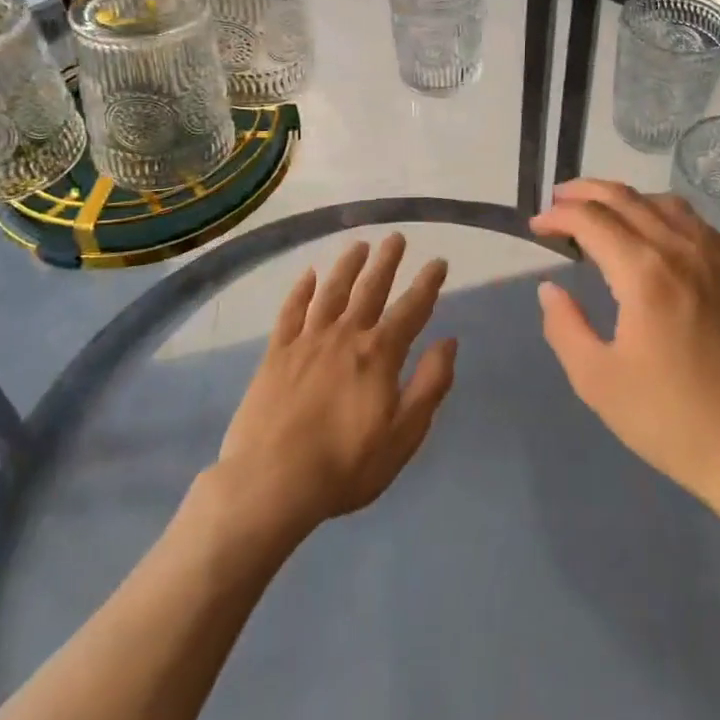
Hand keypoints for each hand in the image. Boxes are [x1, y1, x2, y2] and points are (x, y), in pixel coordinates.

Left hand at [217, 234, 456, 534]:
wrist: (271, 482)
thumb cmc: (346, 465)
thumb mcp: (404, 434)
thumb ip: (430, 384)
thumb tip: (449, 341)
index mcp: (380, 354)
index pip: (412, 309)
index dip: (428, 284)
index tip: (439, 261)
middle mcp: (345, 336)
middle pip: (370, 289)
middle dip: (387, 261)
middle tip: (396, 237)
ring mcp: (307, 341)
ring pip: (331, 292)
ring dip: (347, 266)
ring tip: (358, 245)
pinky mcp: (276, 354)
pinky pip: (290, 312)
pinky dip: (300, 291)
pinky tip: (307, 275)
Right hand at [530, 179, 719, 512]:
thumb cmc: (670, 418)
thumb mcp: (597, 381)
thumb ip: (564, 327)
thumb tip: (551, 289)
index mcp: (644, 273)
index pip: (593, 220)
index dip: (559, 216)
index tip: (536, 226)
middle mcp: (680, 251)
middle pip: (627, 199)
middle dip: (586, 192)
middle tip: (558, 200)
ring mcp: (714, 259)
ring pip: (663, 202)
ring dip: (625, 197)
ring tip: (600, 209)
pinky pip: (693, 221)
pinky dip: (661, 210)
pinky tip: (653, 230)